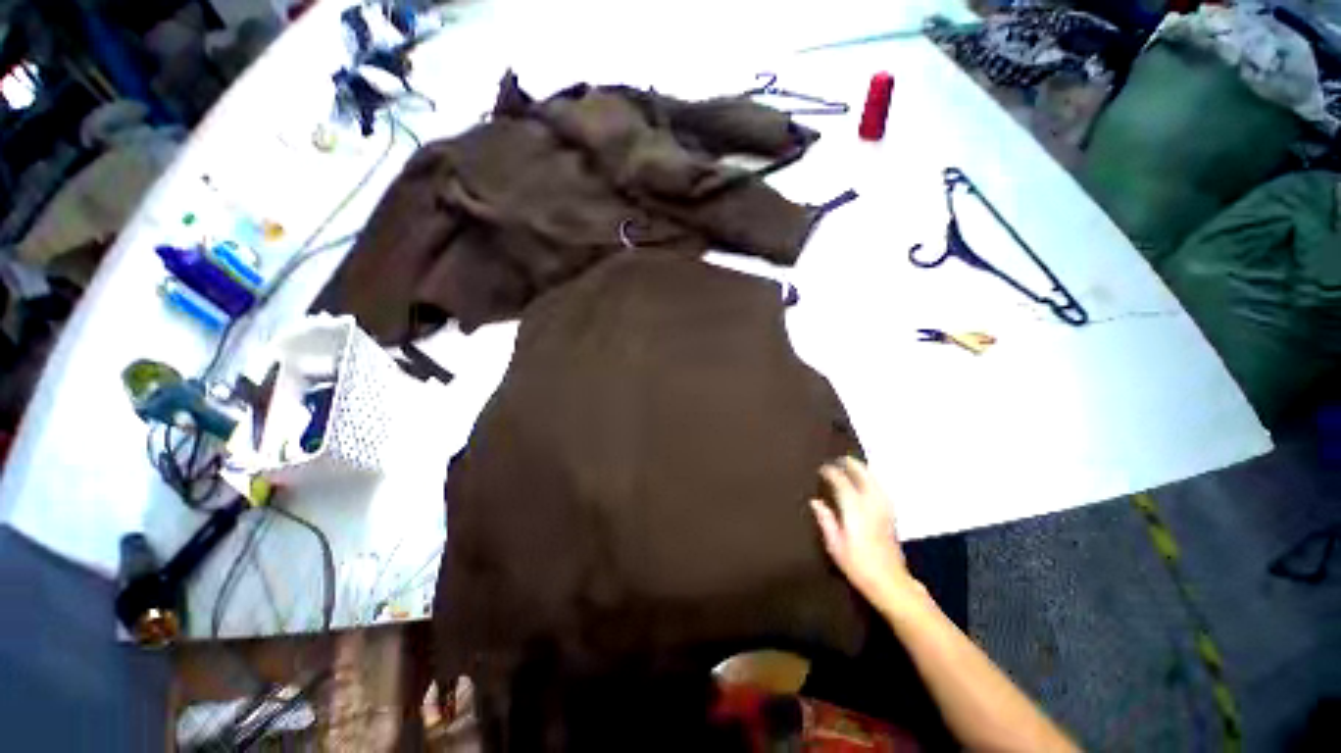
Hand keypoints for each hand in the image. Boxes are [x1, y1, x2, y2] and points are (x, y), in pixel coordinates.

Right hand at [811, 457, 924, 615]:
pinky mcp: (891, 515)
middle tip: (838, 460)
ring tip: (852, 465)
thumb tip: (816, 501)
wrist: (890, 582)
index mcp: (854, 510)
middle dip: (850, 465)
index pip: (842, 482)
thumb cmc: (858, 565)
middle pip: (862, 476)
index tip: (822, 469)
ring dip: (863, 470)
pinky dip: (873, 480)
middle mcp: (871, 504)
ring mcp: (884, 509)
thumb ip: (826, 520)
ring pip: (874, 480)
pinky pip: (881, 489)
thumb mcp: (835, 545)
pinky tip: (869, 481)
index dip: (831, 472)